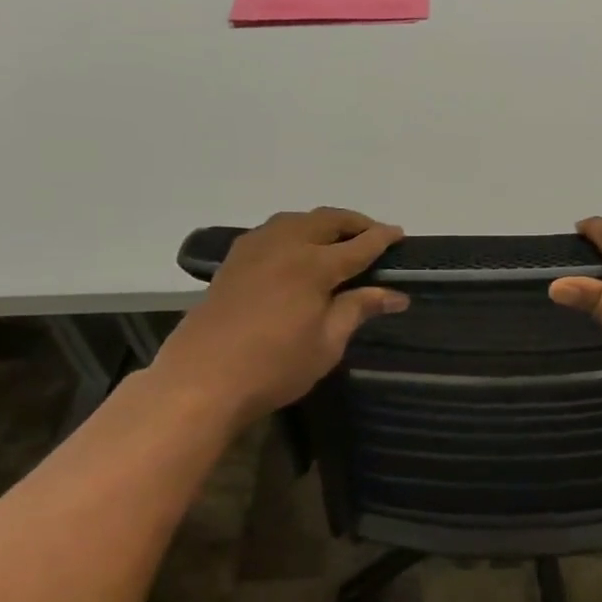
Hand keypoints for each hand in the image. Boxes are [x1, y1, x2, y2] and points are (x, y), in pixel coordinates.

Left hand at [153, 208, 406, 418]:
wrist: (201, 381)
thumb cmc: (274, 367)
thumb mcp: (327, 343)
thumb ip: (358, 309)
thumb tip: (396, 295)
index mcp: (313, 265)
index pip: (358, 245)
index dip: (382, 238)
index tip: (400, 234)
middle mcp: (285, 246)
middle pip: (326, 220)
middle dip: (354, 223)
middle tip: (373, 234)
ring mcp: (254, 250)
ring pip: (296, 220)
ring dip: (322, 223)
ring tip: (337, 239)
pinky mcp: (233, 261)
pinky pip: (271, 232)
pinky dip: (294, 231)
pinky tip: (297, 250)